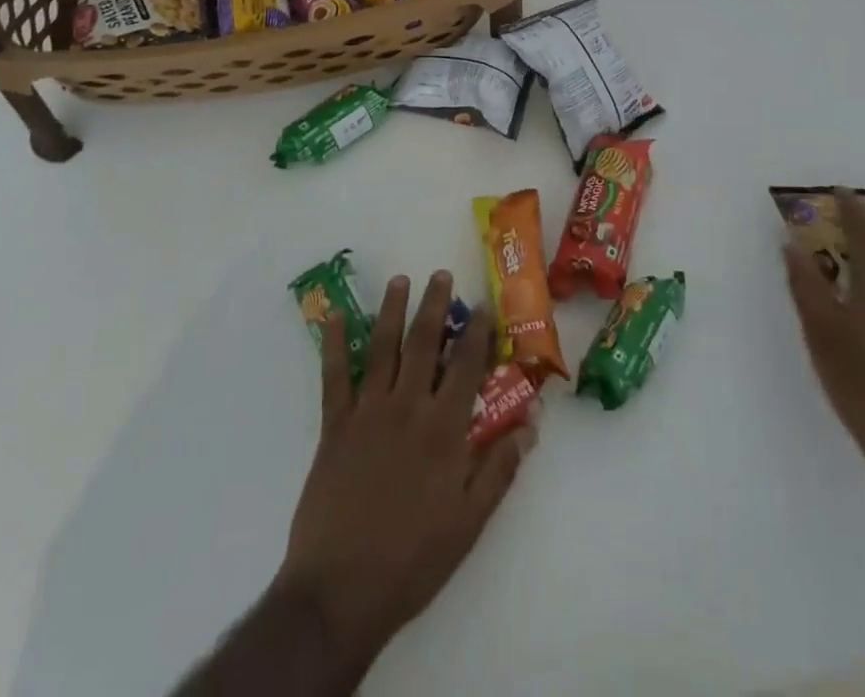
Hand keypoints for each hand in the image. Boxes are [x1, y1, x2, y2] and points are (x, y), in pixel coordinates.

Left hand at [274, 271, 535, 670]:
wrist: (341, 591)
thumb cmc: (413, 559)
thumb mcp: (470, 523)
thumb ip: (500, 468)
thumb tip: (531, 424)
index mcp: (443, 429)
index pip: (465, 366)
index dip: (476, 332)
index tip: (483, 305)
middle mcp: (407, 407)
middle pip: (423, 343)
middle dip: (434, 305)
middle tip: (439, 274)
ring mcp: (367, 413)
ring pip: (382, 348)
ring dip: (391, 311)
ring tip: (399, 280)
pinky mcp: (334, 426)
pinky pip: (334, 377)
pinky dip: (334, 345)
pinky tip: (335, 317)